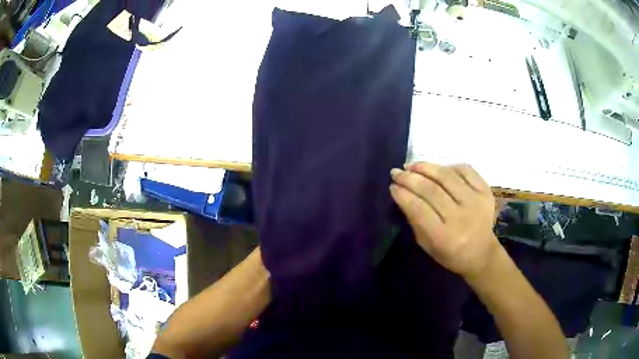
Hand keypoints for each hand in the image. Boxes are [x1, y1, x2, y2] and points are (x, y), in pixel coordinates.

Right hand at [390, 162, 499, 279]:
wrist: (482, 253)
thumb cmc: (450, 254)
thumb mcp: (427, 245)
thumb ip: (415, 221)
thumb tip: (402, 193)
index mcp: (444, 237)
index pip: (419, 209)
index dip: (403, 195)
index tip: (392, 186)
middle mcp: (461, 217)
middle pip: (431, 190)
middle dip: (410, 178)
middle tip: (396, 172)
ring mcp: (476, 202)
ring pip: (447, 176)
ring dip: (426, 167)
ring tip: (412, 165)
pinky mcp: (486, 191)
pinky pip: (465, 170)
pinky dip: (449, 166)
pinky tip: (437, 169)